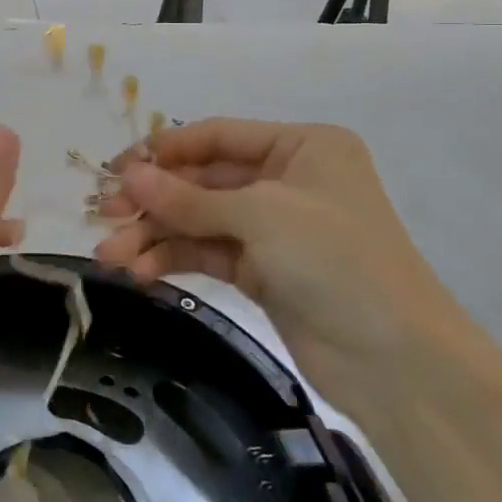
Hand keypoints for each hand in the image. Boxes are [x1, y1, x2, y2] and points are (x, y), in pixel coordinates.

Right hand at [94, 118, 466, 421]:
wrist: (398, 364)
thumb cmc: (337, 261)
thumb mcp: (260, 216)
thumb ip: (189, 198)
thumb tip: (127, 176)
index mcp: (300, 147)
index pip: (217, 137)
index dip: (164, 151)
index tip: (117, 169)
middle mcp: (285, 181)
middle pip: (202, 181)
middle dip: (153, 199)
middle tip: (103, 213)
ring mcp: (273, 229)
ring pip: (199, 221)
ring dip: (154, 235)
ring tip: (111, 255)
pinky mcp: (262, 271)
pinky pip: (207, 253)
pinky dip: (173, 259)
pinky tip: (140, 271)